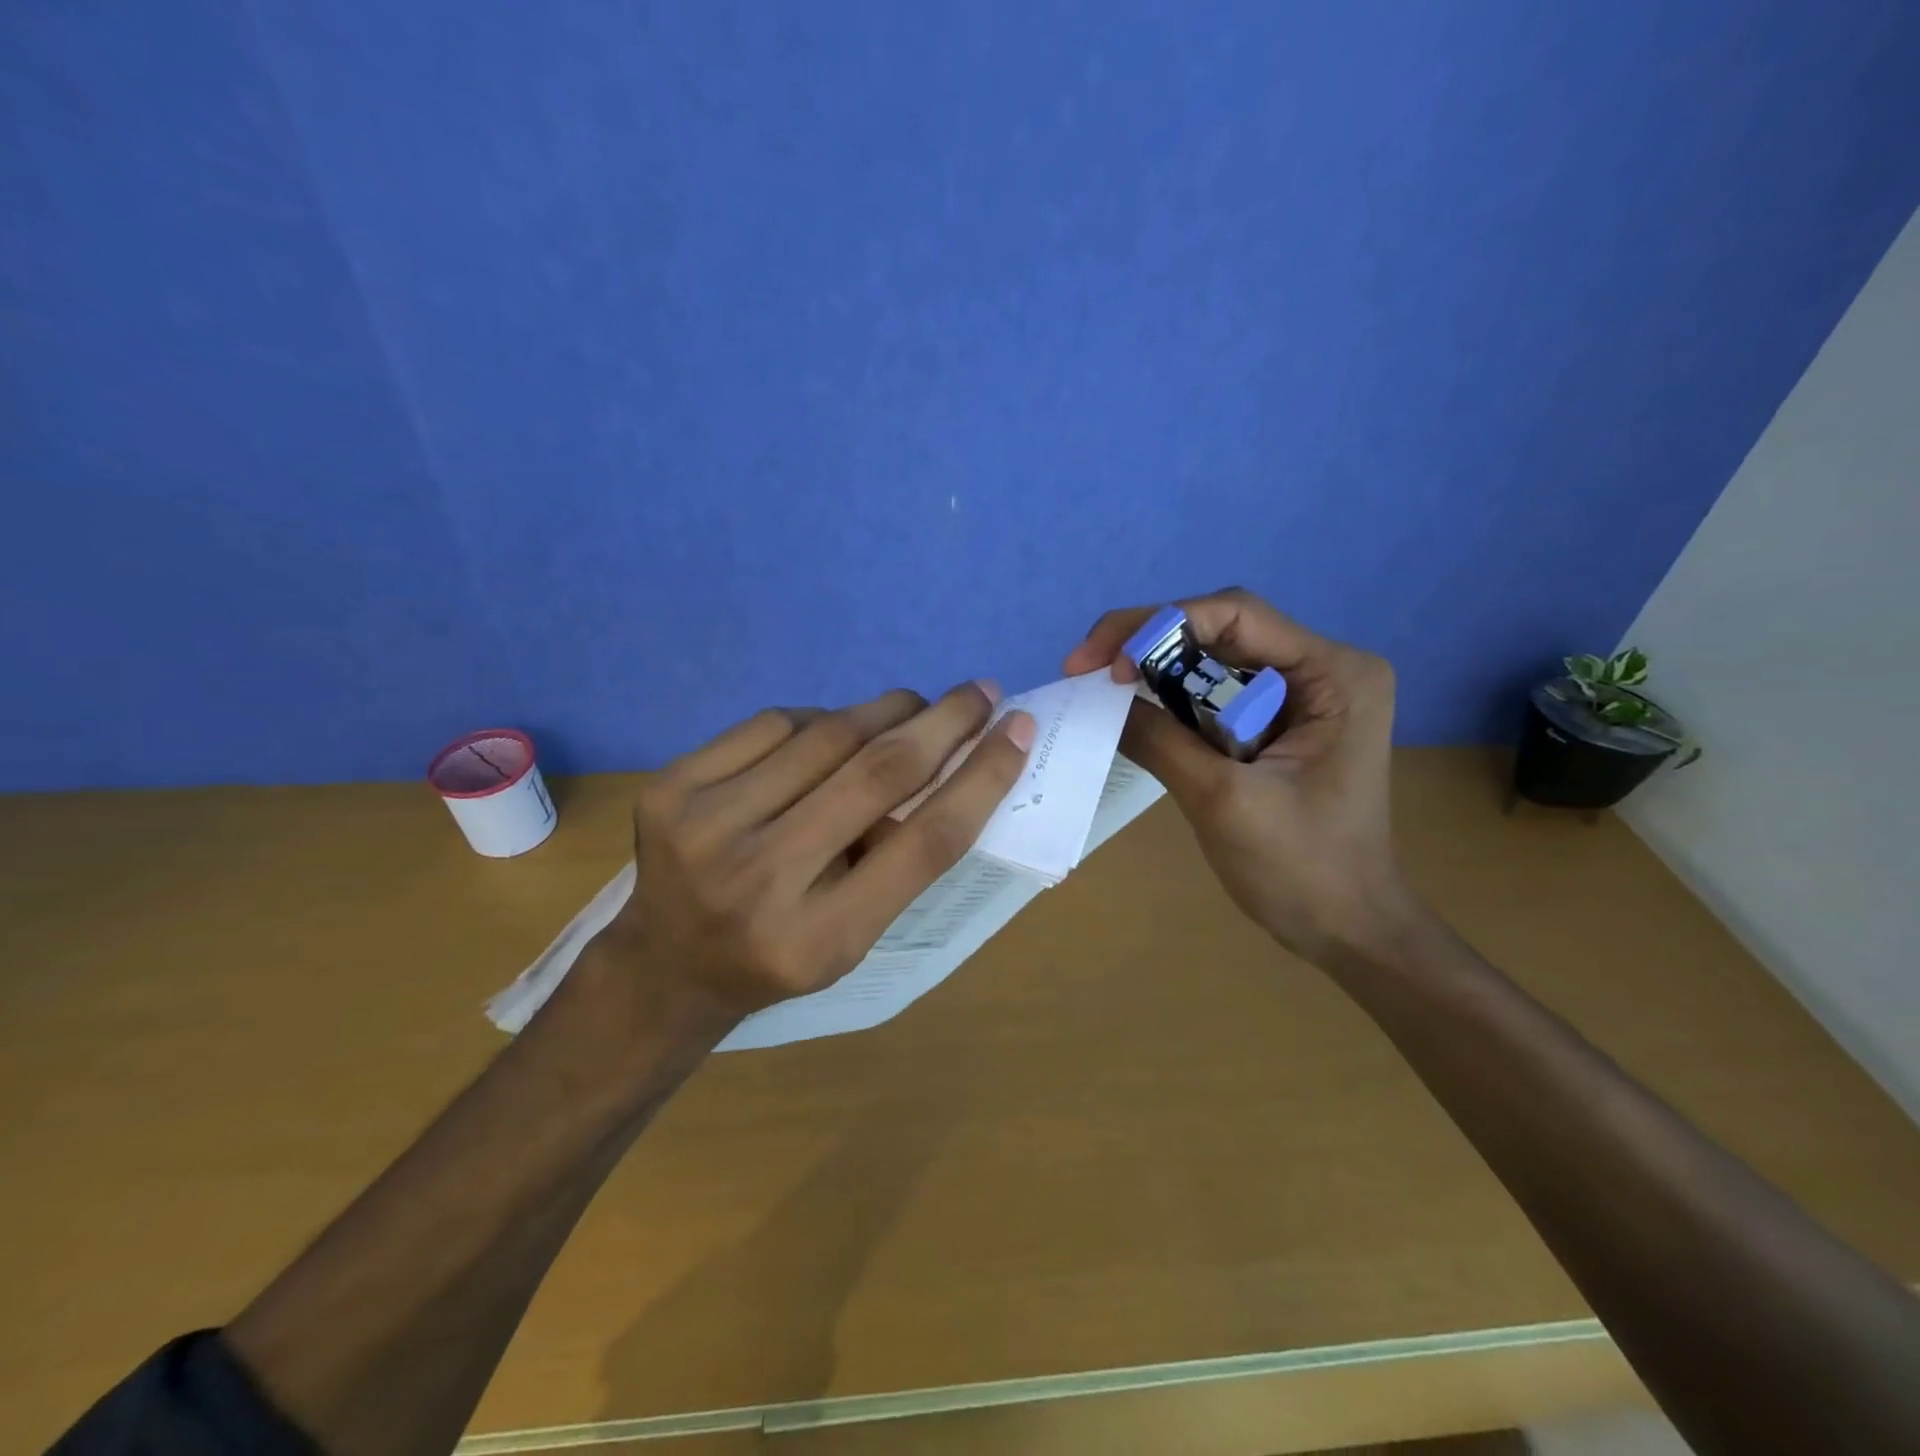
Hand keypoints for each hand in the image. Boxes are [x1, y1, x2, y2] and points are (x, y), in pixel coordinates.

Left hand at [591, 682, 1035, 1021]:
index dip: (981, 779)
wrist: (665, 966)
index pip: (924, 843)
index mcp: (820, 939)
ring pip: (827, 735)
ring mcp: (704, 829)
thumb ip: (900, 858)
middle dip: (943, 721)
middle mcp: (759, 882)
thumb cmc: (780, 955)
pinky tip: (830, 732)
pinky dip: (819, 719)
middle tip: (980, 692)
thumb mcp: (855, 936)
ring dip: (885, 710)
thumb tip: (946, 760)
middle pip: (877, 775)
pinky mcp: (670, 789)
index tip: (1018, 732)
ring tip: (912, 707)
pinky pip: (773, 723)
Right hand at [1065, 589, 1417, 965]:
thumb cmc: (1301, 869)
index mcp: (1334, 674)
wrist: (1348, 929)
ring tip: (1099, 687)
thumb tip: (1100, 697)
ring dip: (1156, 671)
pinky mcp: (1280, 723)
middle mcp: (1322, 669)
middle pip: (1222, 631)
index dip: (1160, 624)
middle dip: (1149, 644)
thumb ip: (1160, 740)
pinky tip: (1133, 710)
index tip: (1103, 662)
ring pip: (1214, 661)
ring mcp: (1303, 696)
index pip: (1236, 614)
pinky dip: (1172, 700)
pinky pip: (1217, 694)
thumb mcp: (1222, 800)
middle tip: (1085, 669)